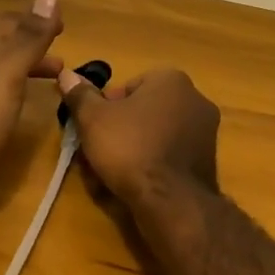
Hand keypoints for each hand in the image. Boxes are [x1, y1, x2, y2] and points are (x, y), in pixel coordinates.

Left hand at [0, 0, 64, 184]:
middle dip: (32, 44)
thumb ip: (31, 35)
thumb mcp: (10, 71)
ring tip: (52, 80)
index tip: (64, 28)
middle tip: (61, 57)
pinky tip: (20, 105)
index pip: (9, 21)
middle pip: (2, 44)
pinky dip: (13, 89)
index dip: (37, 20)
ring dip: (25, 68)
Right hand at [56, 67, 219, 206]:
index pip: (128, 86)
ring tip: (113, 172)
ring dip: (135, 148)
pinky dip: (153, 164)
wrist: (170, 200)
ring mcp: (206, 131)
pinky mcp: (208, 160)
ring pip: (157, 134)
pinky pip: (171, 155)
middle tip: (100, 151)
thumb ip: (80, 95)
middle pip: (144, 110)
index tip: (93, 128)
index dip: (105, 107)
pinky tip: (136, 183)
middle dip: (121, 129)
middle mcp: (195, 99)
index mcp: (172, 80)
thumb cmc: (130, 148)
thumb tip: (66, 74)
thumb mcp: (93, 119)